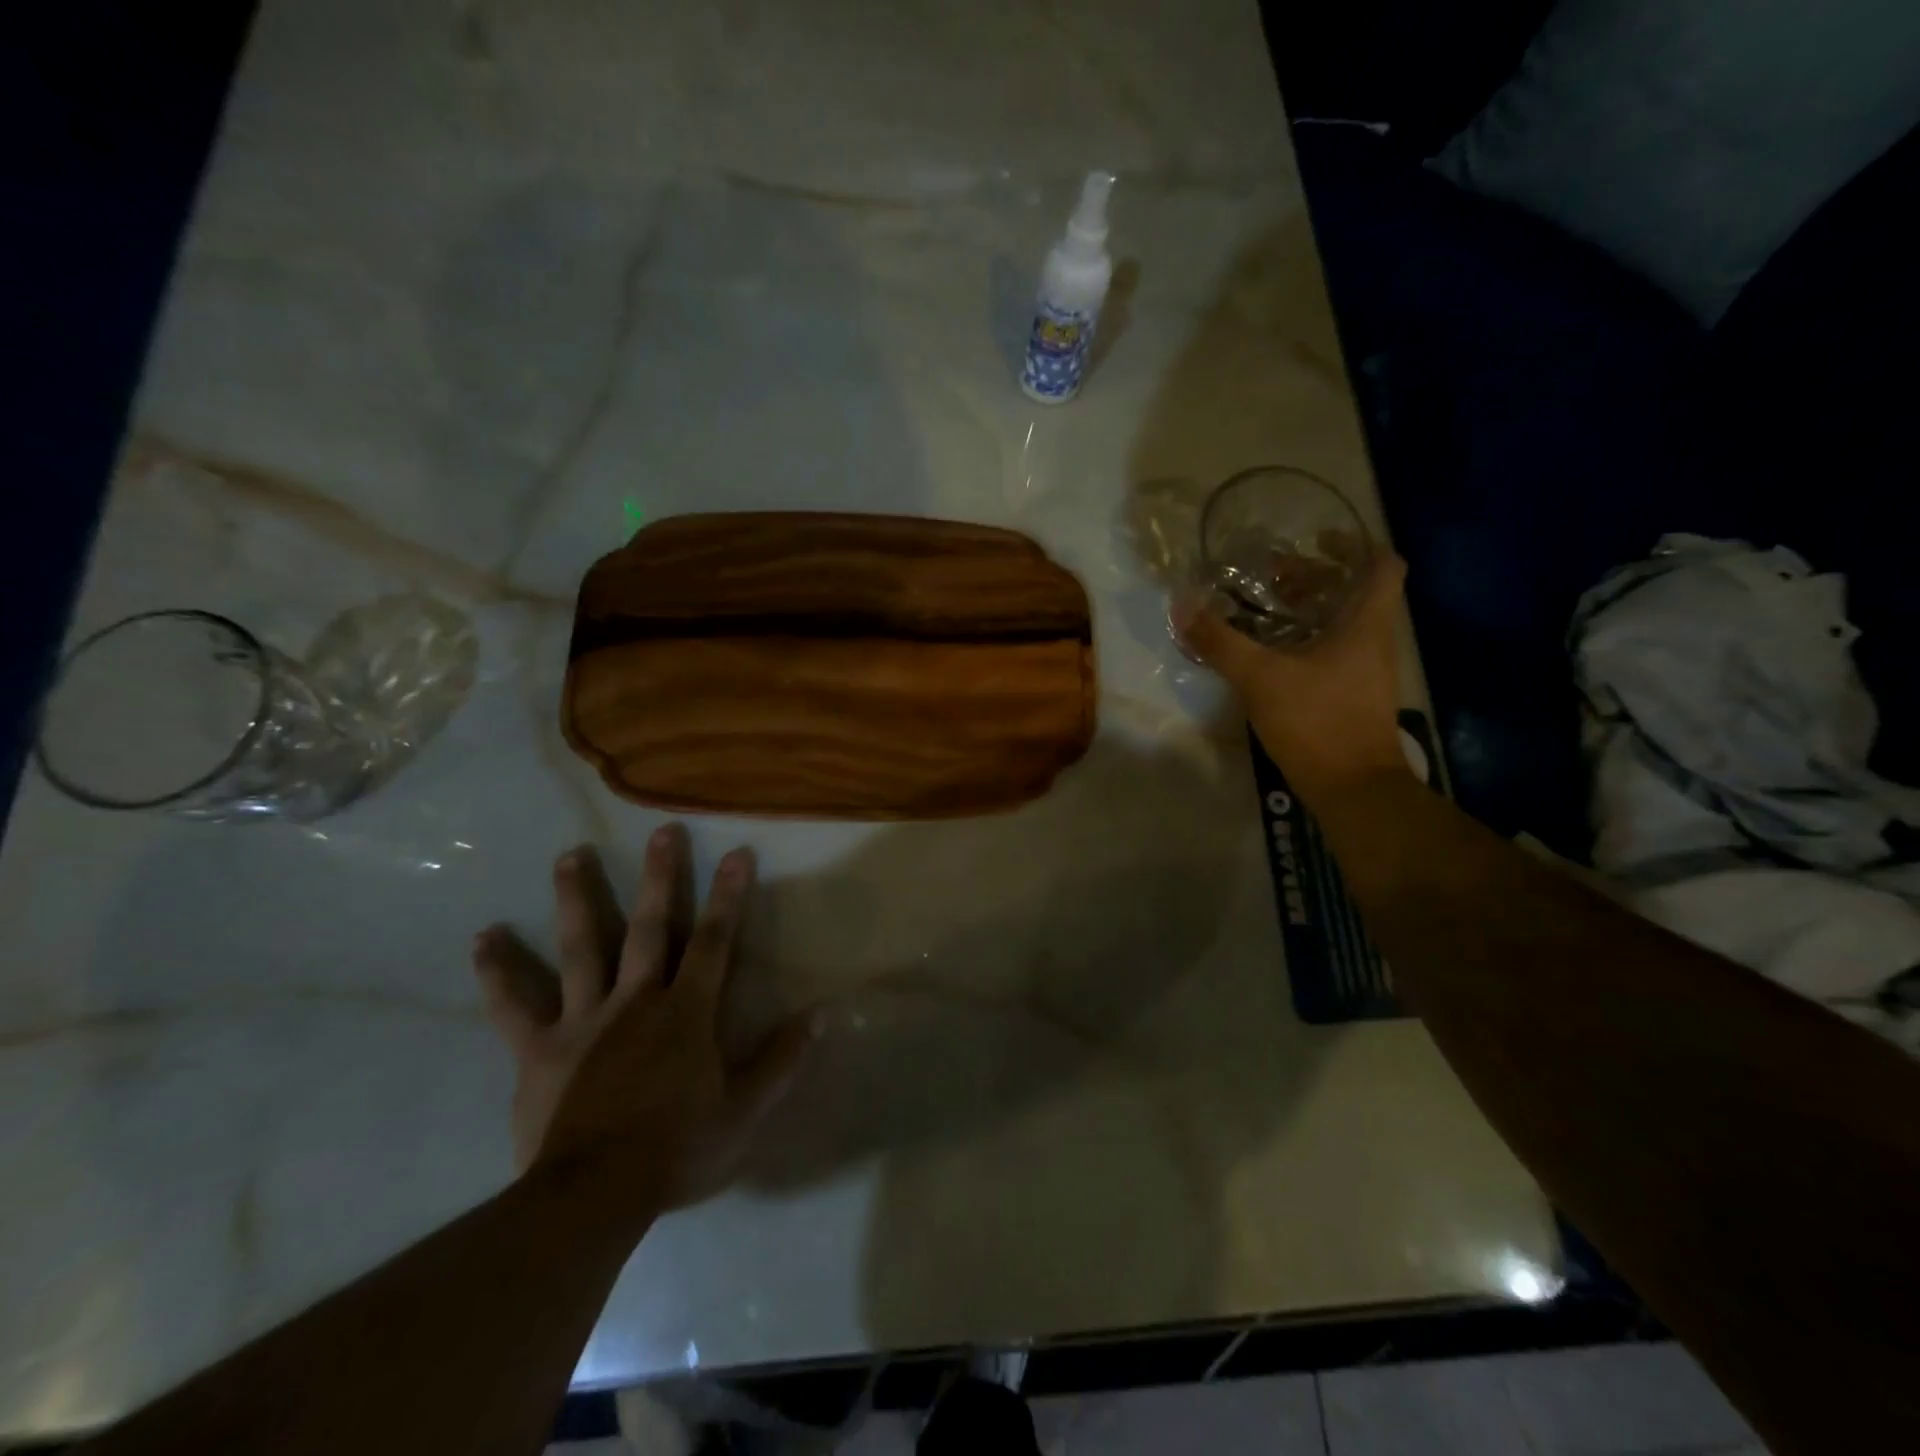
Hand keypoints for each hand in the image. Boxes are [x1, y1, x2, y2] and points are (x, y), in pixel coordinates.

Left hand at [471, 827, 817, 1212]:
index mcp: (685, 1012)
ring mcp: (583, 1020)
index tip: (736, 852)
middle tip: (661, 831)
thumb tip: (824, 1013)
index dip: (728, 896)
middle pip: (648, 928)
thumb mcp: (745, 1112)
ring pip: (580, 948)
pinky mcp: (539, 1049)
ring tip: (569, 854)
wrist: (593, 1199)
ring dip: (577, 898)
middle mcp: (635, 1000)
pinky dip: (499, 971)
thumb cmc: (677, 1151)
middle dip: (659, 877)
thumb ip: (784, 1060)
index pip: (714, 942)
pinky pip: (513, 1005)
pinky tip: (484, 937)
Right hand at [1174, 551, 1410, 797]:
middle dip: (1317, 577)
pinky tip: (1271, 653)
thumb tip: (1182, 605)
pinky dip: (1307, 641)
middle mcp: (1374, 641)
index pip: (1383, 565)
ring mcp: (1366, 671)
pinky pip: (1334, 651)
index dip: (1356, 544)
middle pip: (1357, 591)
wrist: (1352, 788)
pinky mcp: (1353, 696)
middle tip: (1274, 575)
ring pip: (1345, 623)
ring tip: (1266, 610)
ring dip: (1310, 610)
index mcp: (1366, 624)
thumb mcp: (1260, 677)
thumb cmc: (1316, 721)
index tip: (1317, 539)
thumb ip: (1220, 641)